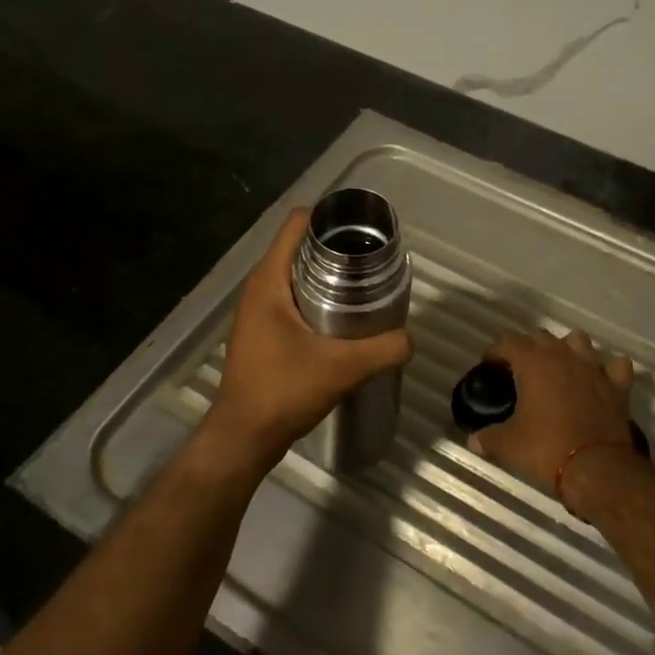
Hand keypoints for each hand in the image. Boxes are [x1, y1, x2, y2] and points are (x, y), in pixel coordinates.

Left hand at [205, 208, 413, 464]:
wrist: (244, 436)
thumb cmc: (284, 391)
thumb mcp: (343, 368)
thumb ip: (384, 349)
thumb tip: (410, 339)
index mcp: (269, 281)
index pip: (297, 225)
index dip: (330, 218)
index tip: (364, 229)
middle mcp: (259, 288)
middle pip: (300, 248)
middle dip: (337, 249)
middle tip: (374, 262)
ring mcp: (257, 311)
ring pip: (297, 276)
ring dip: (328, 277)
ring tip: (365, 288)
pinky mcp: (262, 332)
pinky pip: (292, 299)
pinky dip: (317, 299)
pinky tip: (344, 320)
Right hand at [467, 330, 634, 492]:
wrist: (596, 467)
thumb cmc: (547, 448)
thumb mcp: (508, 445)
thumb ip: (488, 438)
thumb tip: (473, 440)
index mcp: (534, 363)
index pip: (509, 341)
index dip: (496, 352)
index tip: (490, 368)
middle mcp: (564, 356)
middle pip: (541, 336)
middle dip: (528, 349)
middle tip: (521, 372)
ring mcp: (594, 367)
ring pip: (578, 340)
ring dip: (566, 349)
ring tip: (559, 369)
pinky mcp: (618, 385)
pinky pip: (615, 365)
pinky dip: (607, 369)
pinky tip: (599, 380)